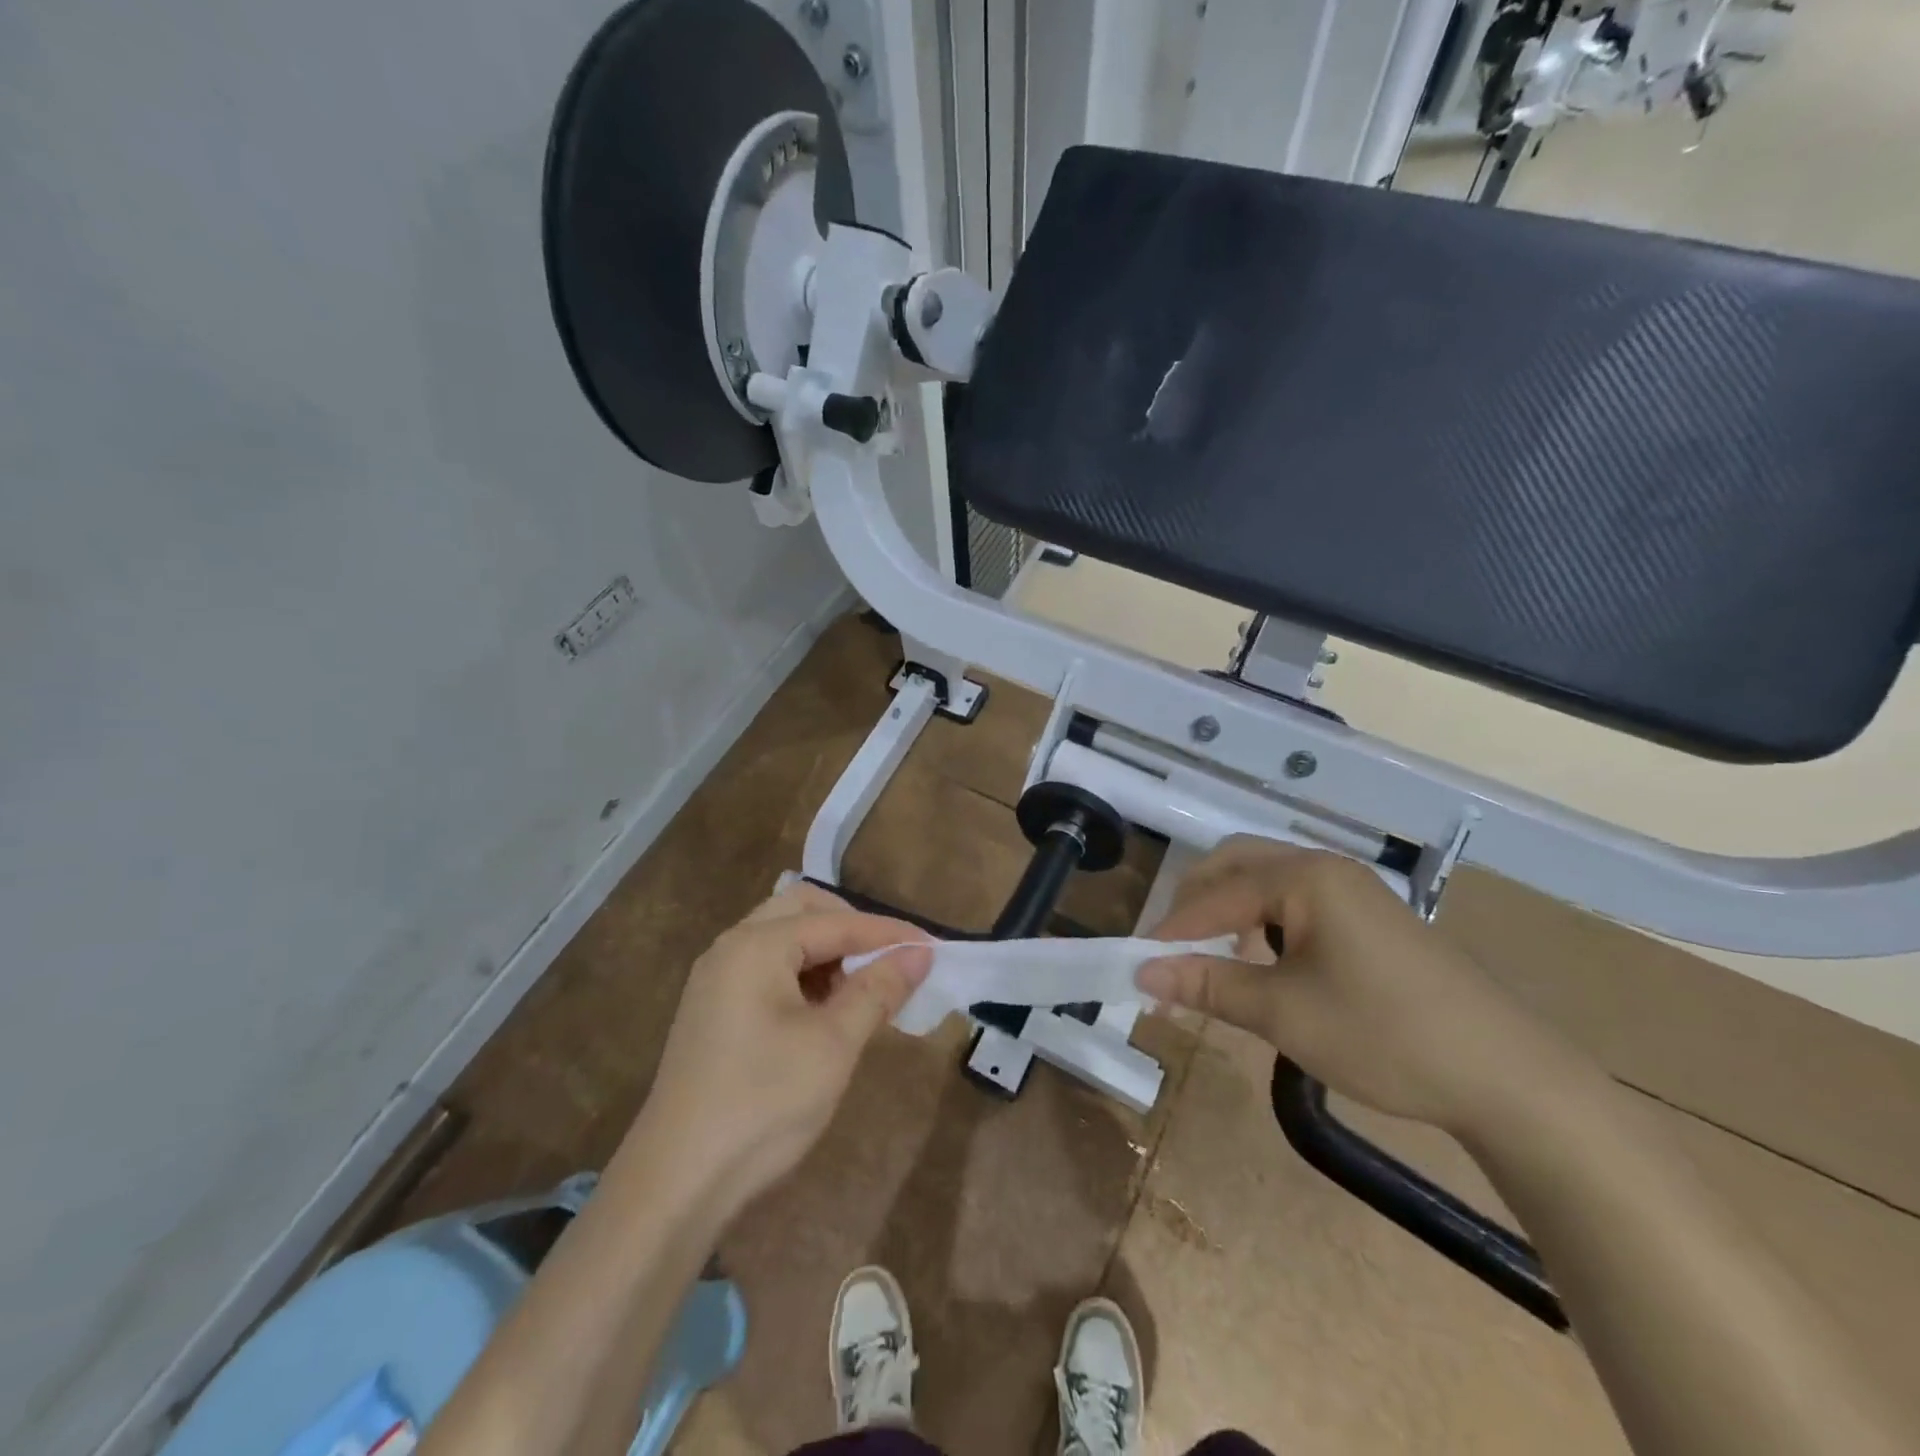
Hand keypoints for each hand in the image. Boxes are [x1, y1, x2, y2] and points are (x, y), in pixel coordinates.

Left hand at [626, 885, 932, 1216]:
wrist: (676, 1183)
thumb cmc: (763, 1104)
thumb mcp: (833, 1045)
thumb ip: (878, 990)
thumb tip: (919, 953)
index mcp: (756, 946)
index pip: (836, 922)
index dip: (887, 933)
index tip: (931, 948)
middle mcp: (730, 948)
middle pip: (802, 910)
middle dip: (850, 928)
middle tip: (887, 960)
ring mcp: (716, 979)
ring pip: (783, 939)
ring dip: (826, 952)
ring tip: (860, 992)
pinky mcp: (712, 1010)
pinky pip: (766, 969)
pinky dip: (802, 975)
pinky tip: (823, 1013)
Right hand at [1138, 838, 1588, 1133]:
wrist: (1509, 1078)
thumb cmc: (1385, 1034)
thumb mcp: (1284, 1014)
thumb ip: (1208, 985)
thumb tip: (1141, 973)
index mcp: (1305, 876)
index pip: (1215, 892)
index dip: (1172, 928)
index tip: (1137, 963)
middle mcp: (1326, 868)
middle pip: (1237, 863)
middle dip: (1196, 901)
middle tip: (1170, 948)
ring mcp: (1354, 891)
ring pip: (1267, 880)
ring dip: (1229, 908)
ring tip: (1211, 956)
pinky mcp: (1371, 918)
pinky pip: (1296, 901)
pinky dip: (1263, 920)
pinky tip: (1264, 961)